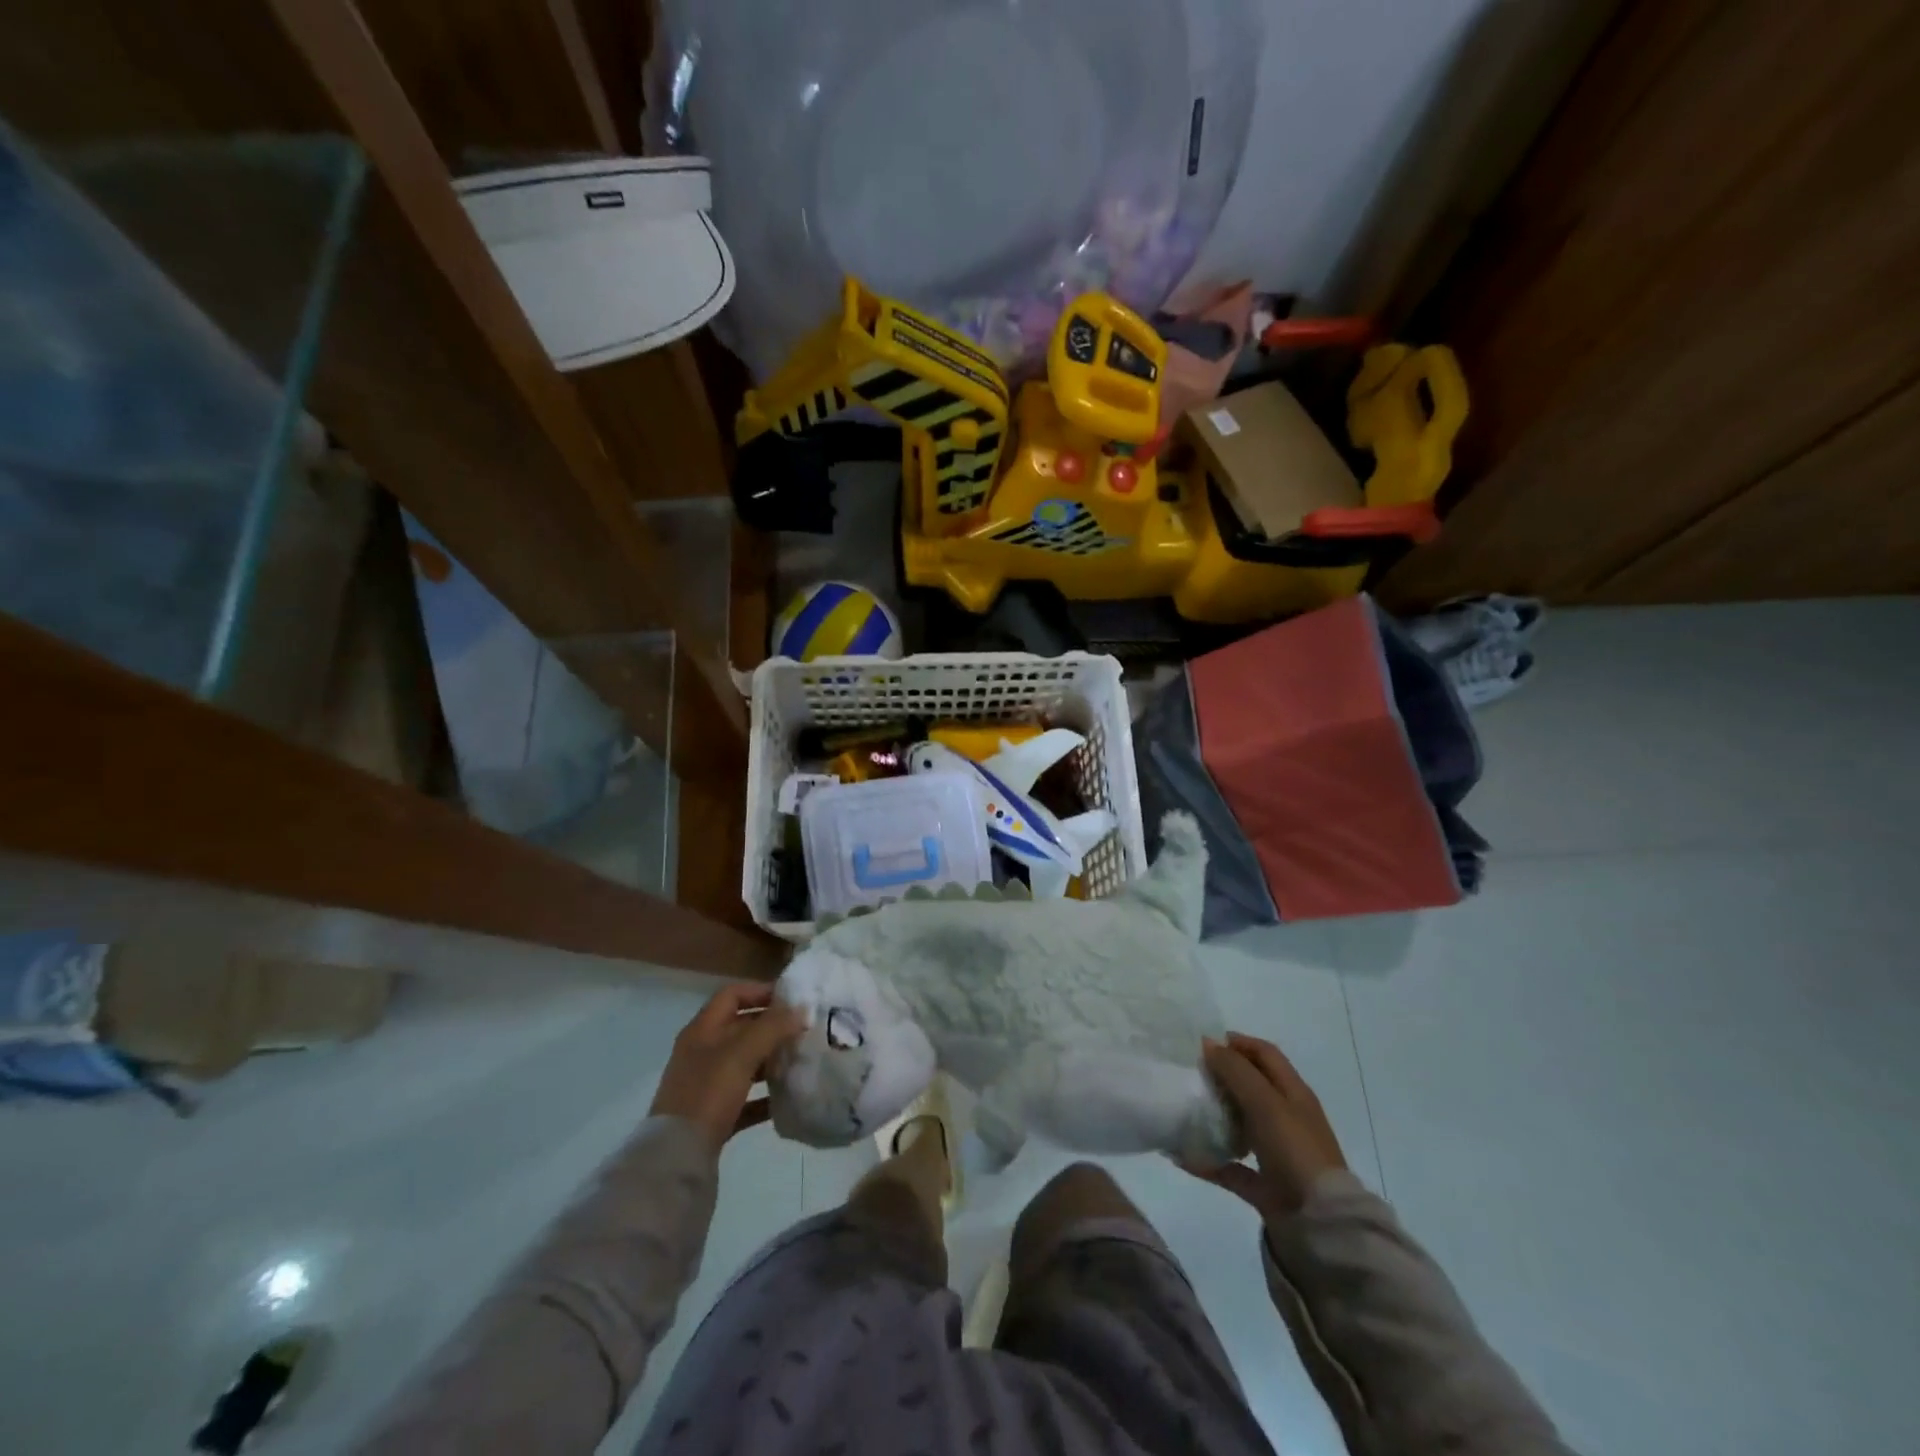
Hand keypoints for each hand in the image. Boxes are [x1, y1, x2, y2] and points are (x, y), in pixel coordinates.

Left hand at [650, 984, 803, 1155]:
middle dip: (772, 1027)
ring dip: (771, 1060)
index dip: (761, 991)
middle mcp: (702, 1053)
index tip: (793, 1000)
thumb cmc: (707, 1093)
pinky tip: (787, 1099)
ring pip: (745, 1063)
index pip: (732, 994)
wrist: (676, 1158)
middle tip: (804, 1030)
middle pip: (741, 1028)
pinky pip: (745, 1098)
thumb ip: (773, 1027)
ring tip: (800, 1061)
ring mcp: (706, 1085)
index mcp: (702, 1030)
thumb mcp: (741, 1053)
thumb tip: (802, 1008)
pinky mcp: (713, 1115)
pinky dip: (765, 1096)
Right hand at [1190, 1032, 1347, 1221]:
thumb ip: (1236, 1071)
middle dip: (1222, 1078)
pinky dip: (1209, 1161)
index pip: (1265, 1055)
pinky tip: (1182, 1156)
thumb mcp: (1265, 1103)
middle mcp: (1287, 1119)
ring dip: (1215, 1117)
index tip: (1204, 1043)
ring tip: (1183, 1109)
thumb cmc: (1294, 1150)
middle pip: (1251, 1088)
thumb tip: (1208, 1043)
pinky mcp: (1265, 1186)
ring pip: (1241, 1126)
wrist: (1320, 1223)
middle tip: (1190, 1074)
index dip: (1238, 1043)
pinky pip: (1231, 1167)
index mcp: (1294, 1094)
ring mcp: (1276, 1154)